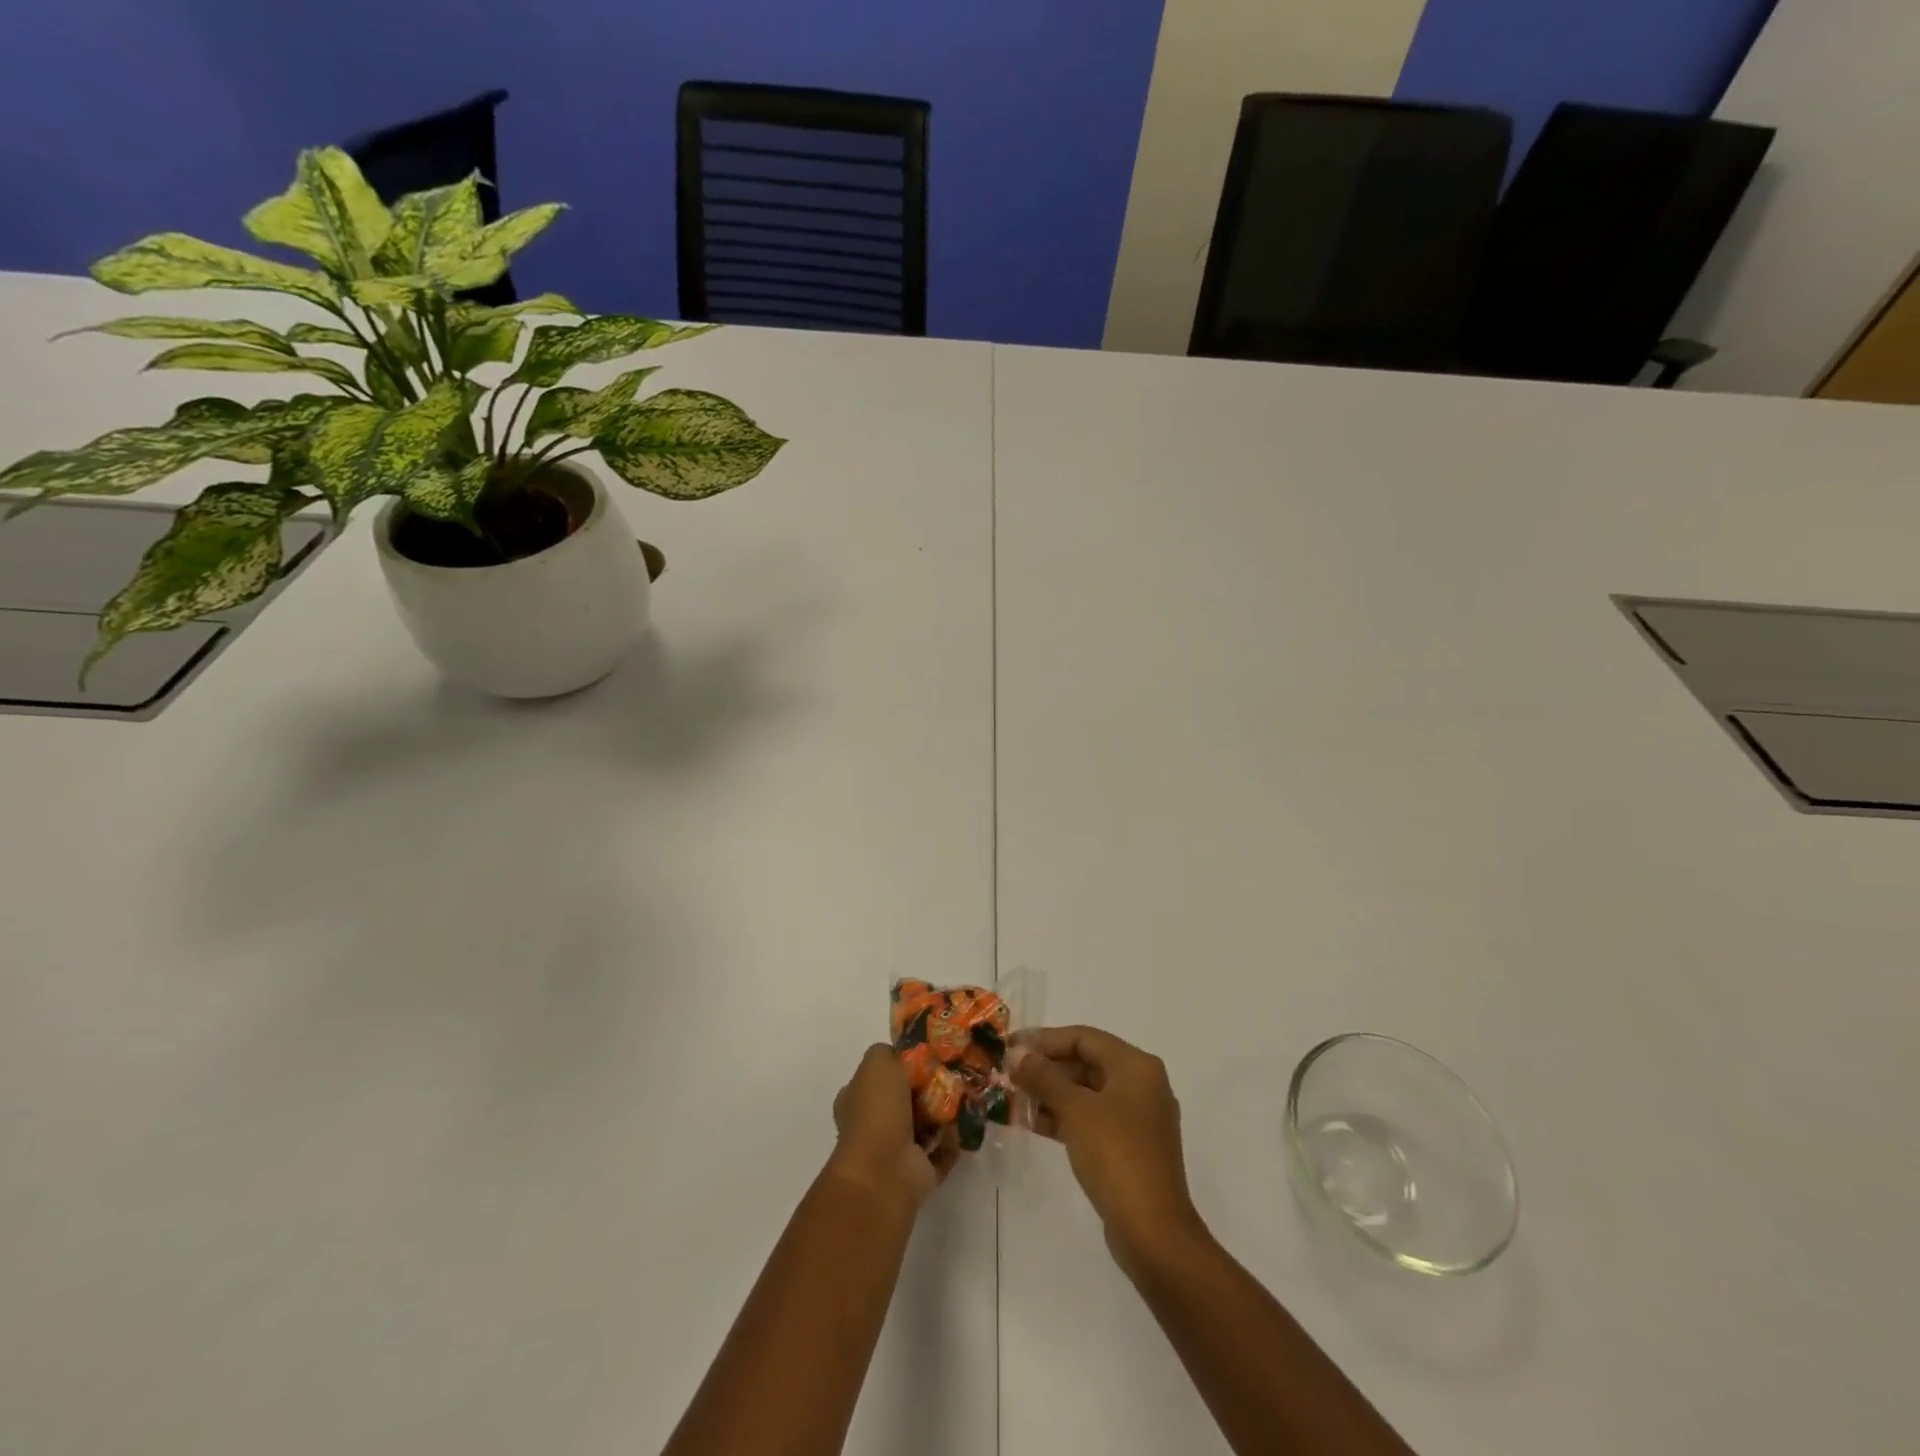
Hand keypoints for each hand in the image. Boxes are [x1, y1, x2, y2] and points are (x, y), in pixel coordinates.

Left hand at [828, 1044, 957, 1211]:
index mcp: (858, 1099)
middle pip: (906, 1099)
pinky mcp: (919, 1171)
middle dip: (928, 1087)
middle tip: (953, 1073)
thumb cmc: (877, 1109)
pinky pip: (942, 1149)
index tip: (927, 1055)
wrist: (884, 1170)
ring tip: (965, 1094)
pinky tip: (965, 1122)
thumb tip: (902, 1056)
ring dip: (944, 1113)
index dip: (900, 1065)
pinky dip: (953, 1139)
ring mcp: (896, 1150)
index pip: (879, 1076)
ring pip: (925, 1124)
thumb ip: (889, 1052)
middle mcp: (874, 1124)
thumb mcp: (877, 1061)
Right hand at [1011, 1026, 1206, 1271]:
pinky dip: (1064, 1117)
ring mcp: (1138, 1118)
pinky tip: (1032, 1124)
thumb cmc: (1116, 1156)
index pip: (1083, 1038)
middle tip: (1008, 1075)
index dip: (1044, 1040)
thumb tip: (1016, 1054)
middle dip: (1046, 1068)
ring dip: (1051, 1094)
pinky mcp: (1130, 1147)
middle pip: (1086, 1063)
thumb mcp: (1075, 1110)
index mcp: (1136, 1066)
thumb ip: (1043, 1077)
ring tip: (1013, 1099)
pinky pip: (1092, 1118)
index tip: (1010, 1047)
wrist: (1153, 1232)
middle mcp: (1141, 1084)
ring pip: (1087, 1092)